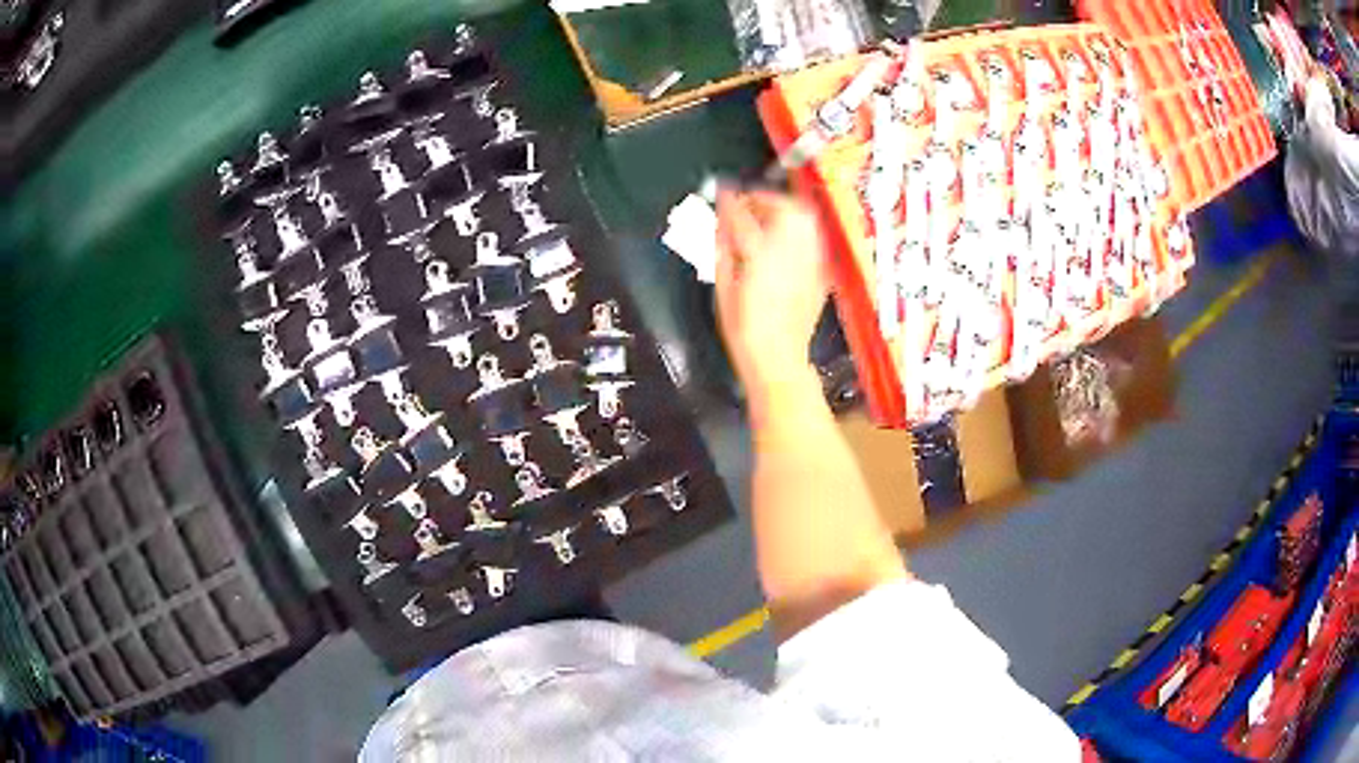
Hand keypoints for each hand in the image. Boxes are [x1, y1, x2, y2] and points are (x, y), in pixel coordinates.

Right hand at [715, 189, 828, 396]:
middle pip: (783, 206)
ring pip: (803, 216)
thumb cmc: (744, 328)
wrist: (779, 358)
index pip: (743, 214)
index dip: (730, 199)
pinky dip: (798, 226)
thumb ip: (722, 248)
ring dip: (784, 207)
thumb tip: (720, 222)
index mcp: (759, 254)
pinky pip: (812, 235)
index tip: (722, 191)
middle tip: (747, 202)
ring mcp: (810, 259)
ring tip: (767, 214)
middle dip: (764, 197)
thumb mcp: (723, 287)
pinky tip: (784, 236)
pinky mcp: (820, 270)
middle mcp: (790, 250)